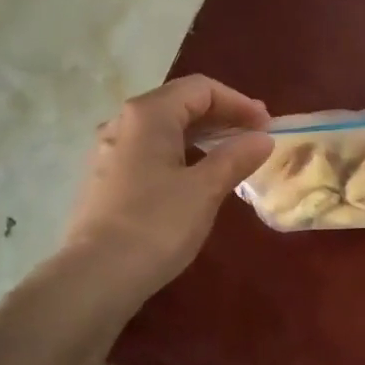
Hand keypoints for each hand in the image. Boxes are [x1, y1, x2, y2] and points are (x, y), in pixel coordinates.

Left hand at [60, 75, 272, 300]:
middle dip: (222, 117)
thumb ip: (236, 157)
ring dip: (202, 137)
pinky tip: (196, 178)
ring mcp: (109, 151)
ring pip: (163, 130)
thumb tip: (262, 138)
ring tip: (231, 157)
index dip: (239, 103)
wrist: (97, 275)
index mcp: (148, 115)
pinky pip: (150, 152)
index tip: (267, 126)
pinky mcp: (106, 178)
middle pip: (179, 104)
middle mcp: (123, 123)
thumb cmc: (156, 225)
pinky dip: (180, 155)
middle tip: (255, 138)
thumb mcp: (205, 189)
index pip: (201, 89)